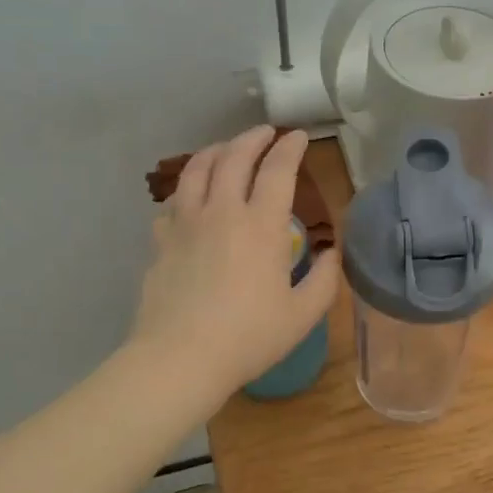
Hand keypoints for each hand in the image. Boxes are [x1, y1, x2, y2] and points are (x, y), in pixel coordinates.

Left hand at [129, 125, 339, 405]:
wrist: (180, 358)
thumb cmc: (249, 337)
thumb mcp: (303, 314)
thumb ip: (324, 279)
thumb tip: (331, 254)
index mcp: (261, 225)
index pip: (277, 170)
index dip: (290, 148)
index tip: (299, 137)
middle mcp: (222, 212)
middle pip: (234, 157)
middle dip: (253, 138)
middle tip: (266, 133)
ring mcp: (185, 224)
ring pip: (196, 170)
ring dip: (215, 151)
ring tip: (226, 149)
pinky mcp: (160, 242)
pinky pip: (172, 204)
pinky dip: (186, 191)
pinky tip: (191, 200)